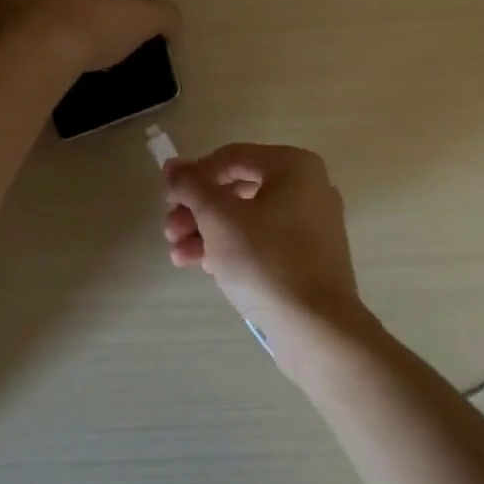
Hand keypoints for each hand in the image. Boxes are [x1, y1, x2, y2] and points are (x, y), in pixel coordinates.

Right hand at [162, 144, 364, 335]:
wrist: (315, 327)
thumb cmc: (265, 260)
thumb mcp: (219, 218)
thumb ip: (192, 186)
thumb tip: (172, 165)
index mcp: (294, 167)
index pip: (231, 157)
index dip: (194, 175)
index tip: (168, 199)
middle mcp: (308, 188)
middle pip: (237, 188)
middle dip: (197, 209)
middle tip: (169, 230)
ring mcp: (311, 225)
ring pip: (246, 218)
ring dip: (206, 232)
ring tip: (178, 255)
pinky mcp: (307, 258)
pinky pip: (262, 242)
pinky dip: (231, 248)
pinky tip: (202, 266)